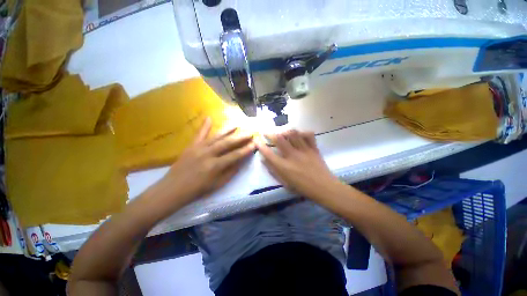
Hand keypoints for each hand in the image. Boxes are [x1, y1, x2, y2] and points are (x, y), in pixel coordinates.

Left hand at [148, 118, 255, 210]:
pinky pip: (199, 134)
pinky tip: (209, 117)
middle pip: (227, 143)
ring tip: (237, 124)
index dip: (246, 150)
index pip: (235, 155)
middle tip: (249, 132)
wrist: (173, 189)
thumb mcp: (218, 184)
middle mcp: (208, 154)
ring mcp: (198, 148)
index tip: (254, 144)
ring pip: (216, 136)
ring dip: (228, 130)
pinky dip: (204, 125)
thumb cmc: (198, 189)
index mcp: (215, 166)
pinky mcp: (191, 146)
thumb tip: (241, 161)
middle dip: (240, 137)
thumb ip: (231, 171)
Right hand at [256, 130, 340, 199]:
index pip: (268, 153)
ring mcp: (304, 150)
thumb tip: (263, 159)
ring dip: (285, 131)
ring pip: (293, 134)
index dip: (260, 145)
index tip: (257, 140)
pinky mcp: (314, 148)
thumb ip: (273, 171)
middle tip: (266, 132)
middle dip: (270, 133)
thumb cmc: (303, 188)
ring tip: (282, 132)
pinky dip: (302, 132)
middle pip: (279, 139)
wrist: (324, 188)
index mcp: (284, 167)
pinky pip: (308, 135)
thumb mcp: (285, 183)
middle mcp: (292, 156)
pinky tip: (299, 135)